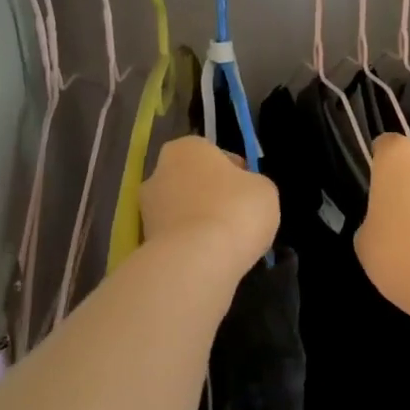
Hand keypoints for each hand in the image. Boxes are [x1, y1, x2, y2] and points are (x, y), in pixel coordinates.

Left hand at [140, 136, 279, 274]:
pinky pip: (176, 239)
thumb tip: (243, 193)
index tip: (248, 191)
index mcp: (187, 148)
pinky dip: (190, 246)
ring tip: (226, 244)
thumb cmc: (236, 210)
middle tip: (237, 217)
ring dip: (199, 222)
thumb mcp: (264, 189)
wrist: (197, 261)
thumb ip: (253, 184)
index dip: (235, 172)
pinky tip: (211, 258)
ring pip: (182, 211)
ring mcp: (147, 209)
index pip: (214, 154)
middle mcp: (159, 172)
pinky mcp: (144, 243)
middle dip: (211, 196)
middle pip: (193, 182)